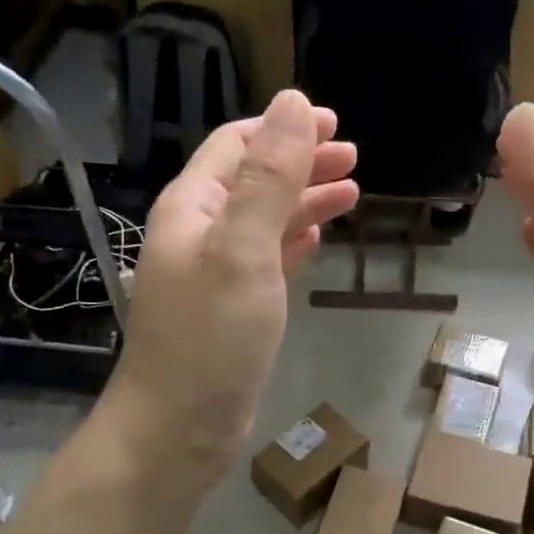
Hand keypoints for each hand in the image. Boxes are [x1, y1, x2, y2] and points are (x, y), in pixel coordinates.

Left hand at [104, 90, 358, 480]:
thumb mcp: (243, 250)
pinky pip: (264, 260)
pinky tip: (316, 240)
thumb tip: (293, 103)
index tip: (336, 124)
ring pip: (263, 221)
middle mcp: (198, 233)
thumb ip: (269, 178)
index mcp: (192, 208)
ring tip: (351, 194)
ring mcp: (213, 274)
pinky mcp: (230, 310)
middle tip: (355, 159)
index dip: (284, 128)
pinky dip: (292, 243)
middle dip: (302, 163)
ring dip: (303, 202)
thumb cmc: (211, 339)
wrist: (178, 430)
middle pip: (252, 180)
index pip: (236, 145)